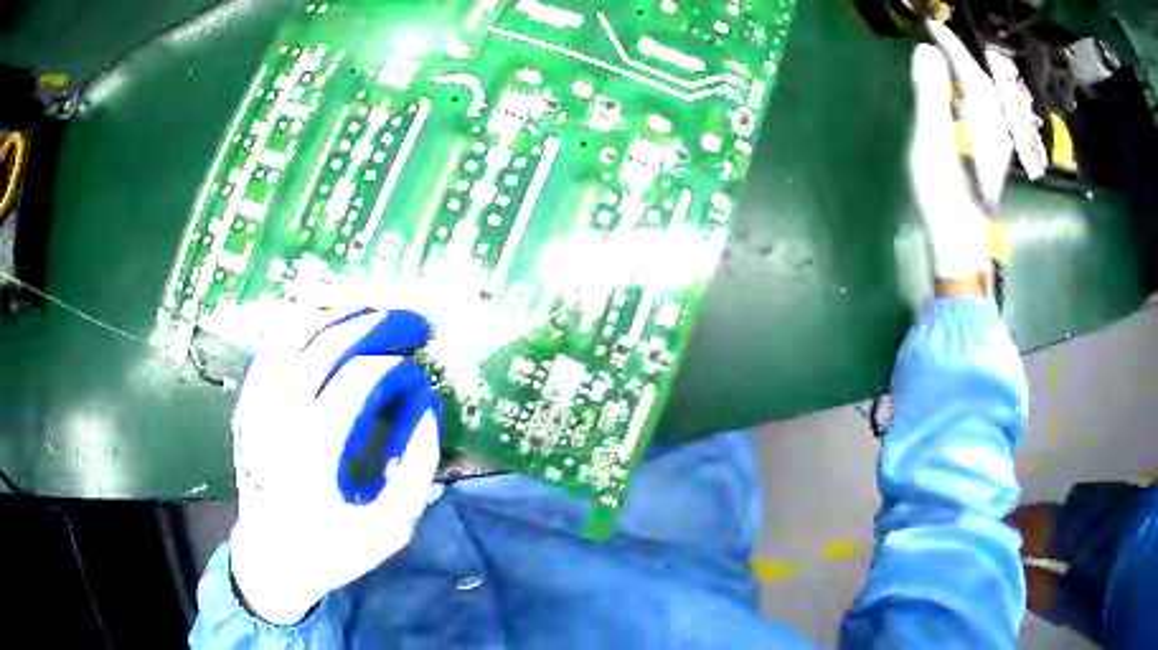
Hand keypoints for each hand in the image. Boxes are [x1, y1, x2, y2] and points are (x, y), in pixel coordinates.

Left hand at [228, 307, 441, 623]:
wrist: (272, 559)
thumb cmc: (335, 548)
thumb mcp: (392, 526)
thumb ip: (417, 465)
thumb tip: (426, 403)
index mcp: (314, 451)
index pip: (360, 379)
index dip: (398, 368)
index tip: (421, 380)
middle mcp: (278, 416)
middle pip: (328, 344)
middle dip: (378, 324)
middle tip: (414, 323)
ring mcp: (256, 404)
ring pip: (295, 331)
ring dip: (340, 314)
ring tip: (375, 314)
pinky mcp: (247, 401)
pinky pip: (273, 344)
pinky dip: (305, 324)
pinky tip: (330, 326)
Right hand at [909, 20, 1012, 280]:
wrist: (961, 241)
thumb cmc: (943, 192)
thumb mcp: (931, 138)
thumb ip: (931, 92)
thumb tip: (927, 52)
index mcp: (983, 118)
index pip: (968, 69)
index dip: (949, 44)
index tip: (931, 23)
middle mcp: (996, 126)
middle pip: (980, 81)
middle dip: (960, 55)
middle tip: (937, 36)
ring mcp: (996, 143)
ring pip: (983, 96)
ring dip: (965, 73)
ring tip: (945, 58)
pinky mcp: (991, 155)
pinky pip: (982, 111)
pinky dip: (969, 94)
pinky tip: (959, 94)